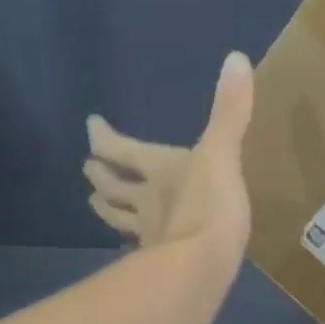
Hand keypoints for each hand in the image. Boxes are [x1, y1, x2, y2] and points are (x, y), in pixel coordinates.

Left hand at [83, 51, 254, 269]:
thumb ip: (230, 111)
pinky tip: (133, 248)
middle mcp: (146, 200)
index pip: (120, 148)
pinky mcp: (161, 262)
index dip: (104, 136)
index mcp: (159, 169)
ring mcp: (150, 233)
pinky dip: (133, 244)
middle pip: (113, 185)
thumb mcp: (223, 153)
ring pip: (120, 218)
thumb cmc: (210, 205)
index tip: (90, 125)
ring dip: (106, 208)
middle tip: (88, 167)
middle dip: (99, 174)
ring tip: (95, 202)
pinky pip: (140, 249)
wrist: (203, 266)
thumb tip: (236, 57)